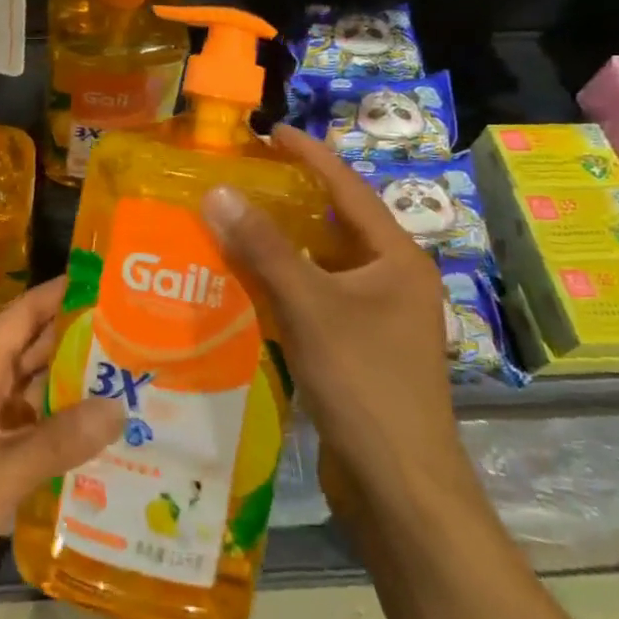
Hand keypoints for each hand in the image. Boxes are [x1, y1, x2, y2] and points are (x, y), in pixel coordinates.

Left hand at [0, 279, 121, 618]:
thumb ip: (59, 440)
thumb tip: (120, 407)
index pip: (20, 319)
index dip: (56, 295)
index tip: (102, 281)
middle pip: (35, 356)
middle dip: (78, 342)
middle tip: (135, 333)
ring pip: (40, 399)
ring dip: (78, 391)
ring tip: (134, 381)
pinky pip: (41, 440)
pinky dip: (70, 436)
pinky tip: (111, 440)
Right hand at [201, 124, 467, 506]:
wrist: (400, 488)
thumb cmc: (365, 384)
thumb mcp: (310, 306)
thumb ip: (264, 248)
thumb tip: (218, 191)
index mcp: (396, 258)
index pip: (347, 188)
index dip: (309, 155)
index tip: (270, 130)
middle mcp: (391, 280)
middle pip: (334, 225)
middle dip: (289, 199)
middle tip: (242, 176)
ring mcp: (377, 318)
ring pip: (321, 265)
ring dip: (280, 246)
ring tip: (233, 222)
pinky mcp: (358, 349)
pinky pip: (315, 299)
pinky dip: (282, 286)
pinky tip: (244, 283)